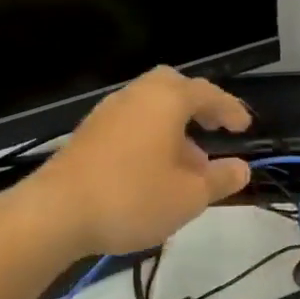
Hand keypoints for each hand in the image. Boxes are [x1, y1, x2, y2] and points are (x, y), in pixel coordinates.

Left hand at [24, 67, 252, 256]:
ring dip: (173, 124)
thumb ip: (220, 179)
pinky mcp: (88, 134)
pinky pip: (130, 122)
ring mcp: (107, 113)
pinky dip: (150, 134)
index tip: (245, 126)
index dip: (230, 109)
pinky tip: (153, 169)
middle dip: (197, 104)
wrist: (55, 212)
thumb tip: (241, 168)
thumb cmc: (132, 197)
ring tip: (187, 161)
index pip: (208, 93)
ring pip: (149, 105)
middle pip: (173, 86)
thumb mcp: (189, 196)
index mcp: (166, 100)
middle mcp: (136, 96)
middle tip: (213, 127)